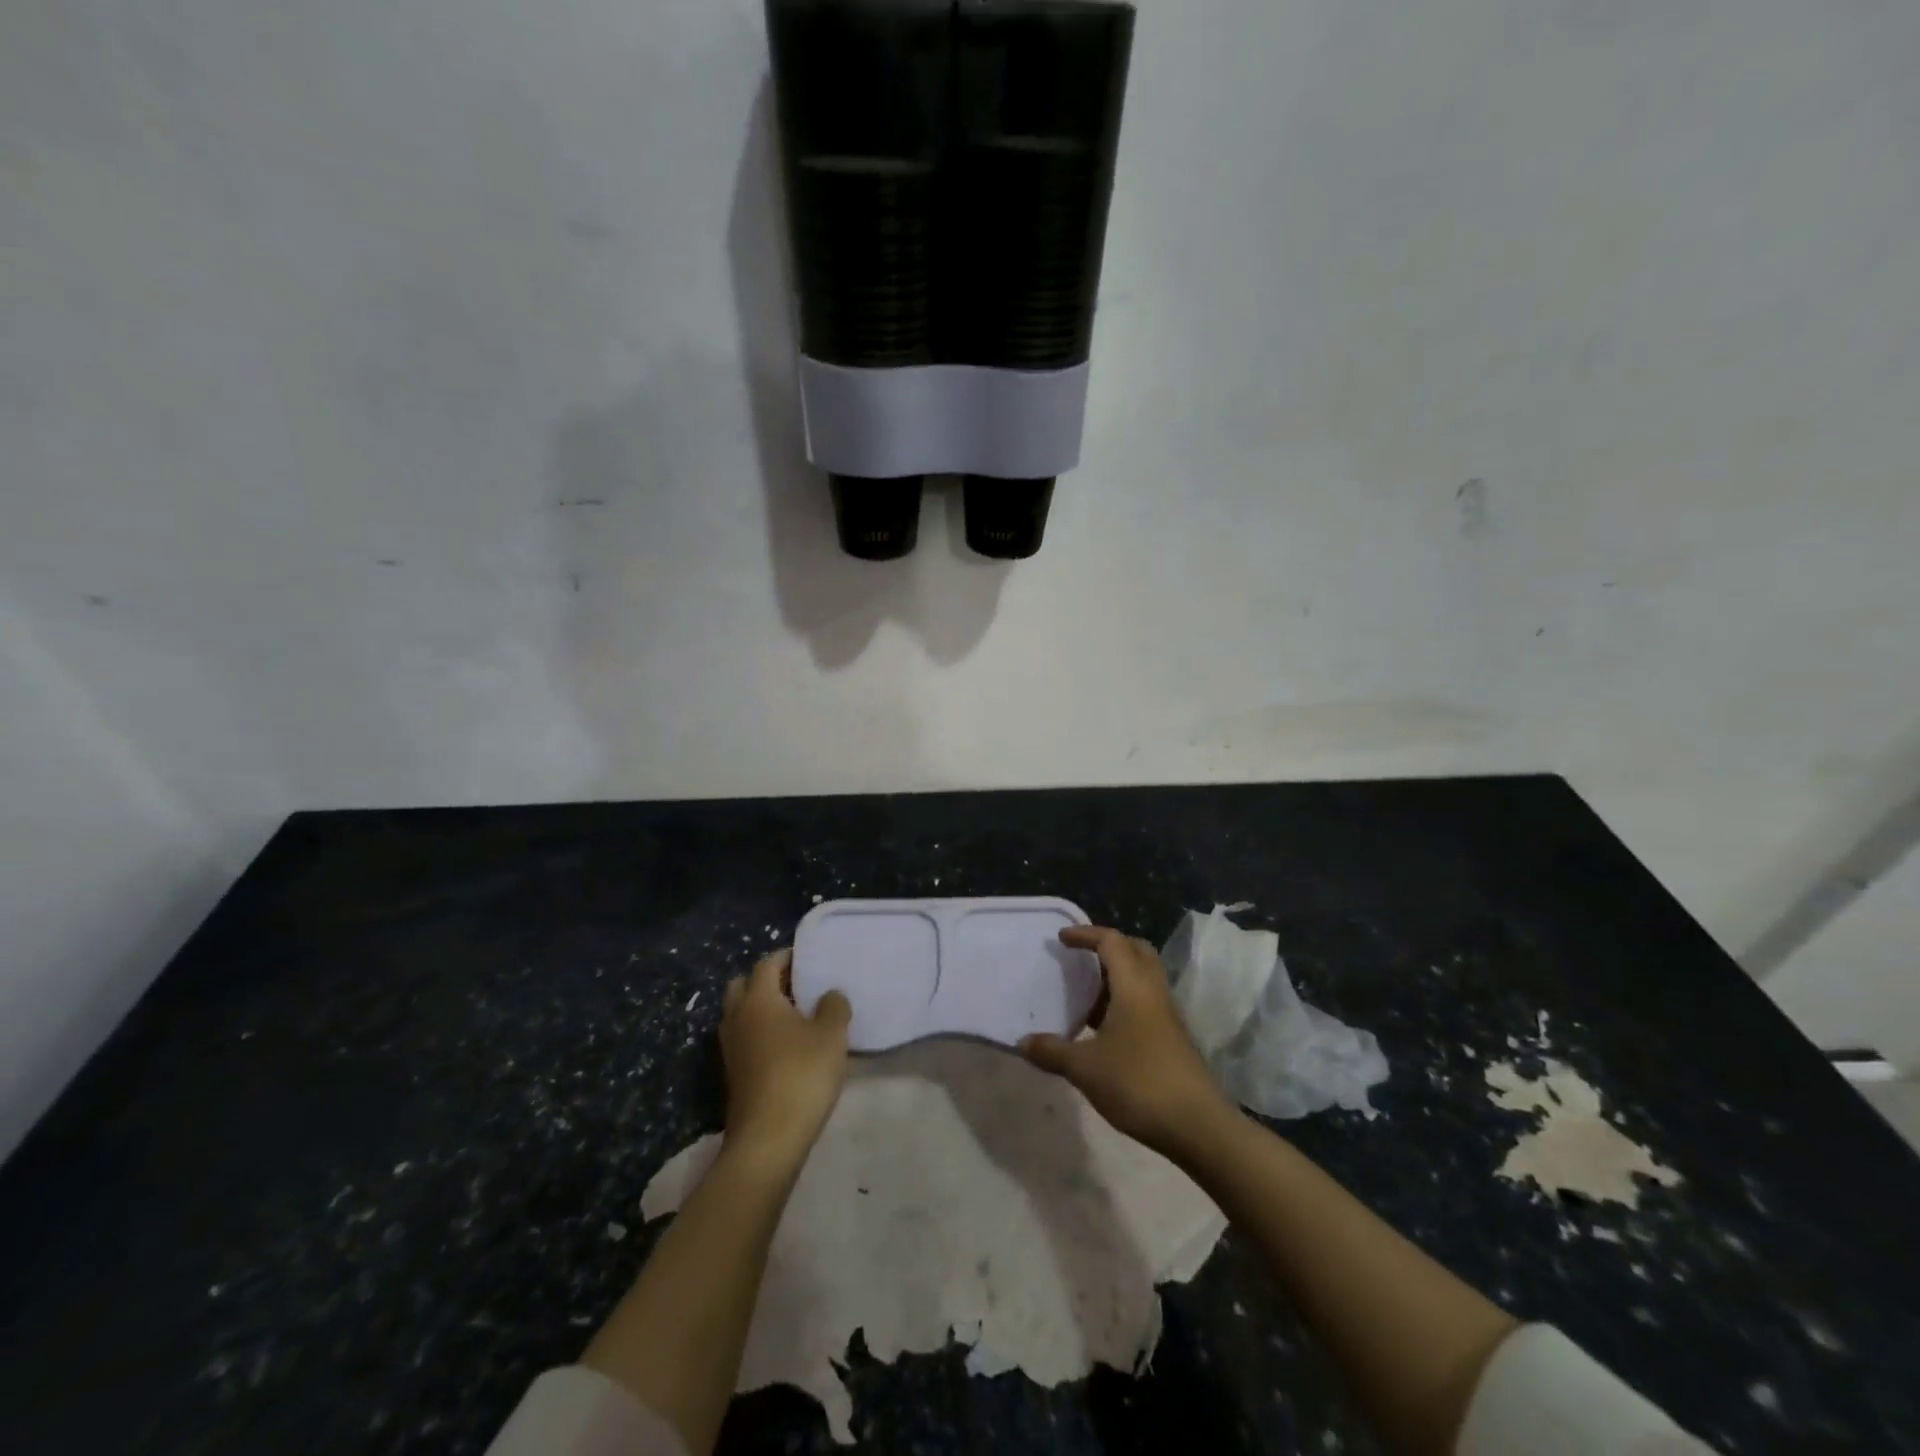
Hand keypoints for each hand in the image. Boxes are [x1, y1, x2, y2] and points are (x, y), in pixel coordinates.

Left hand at [720, 949, 850, 1167]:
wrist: (768, 1140)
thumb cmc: (801, 1075)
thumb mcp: (831, 1035)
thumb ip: (834, 1006)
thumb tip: (830, 994)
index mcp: (758, 999)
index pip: (766, 963)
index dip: (787, 957)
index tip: (809, 958)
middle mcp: (737, 1017)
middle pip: (743, 985)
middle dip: (767, 980)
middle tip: (797, 986)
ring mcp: (730, 1048)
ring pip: (740, 1013)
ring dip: (762, 1008)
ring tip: (795, 1016)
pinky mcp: (733, 1073)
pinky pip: (743, 1038)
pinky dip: (759, 1032)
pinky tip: (787, 1046)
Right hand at [1021, 926, 1233, 1158]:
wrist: (1198, 1126)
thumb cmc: (1139, 1083)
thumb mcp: (1085, 1068)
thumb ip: (1052, 1051)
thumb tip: (1022, 1042)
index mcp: (1134, 986)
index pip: (1112, 941)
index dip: (1086, 934)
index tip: (1061, 939)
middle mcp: (1153, 992)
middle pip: (1135, 951)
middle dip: (1108, 947)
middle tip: (1081, 958)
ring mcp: (1166, 1016)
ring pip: (1142, 979)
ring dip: (1116, 977)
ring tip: (1085, 995)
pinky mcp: (1172, 1039)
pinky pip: (1145, 1003)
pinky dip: (1123, 1002)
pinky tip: (1103, 1030)